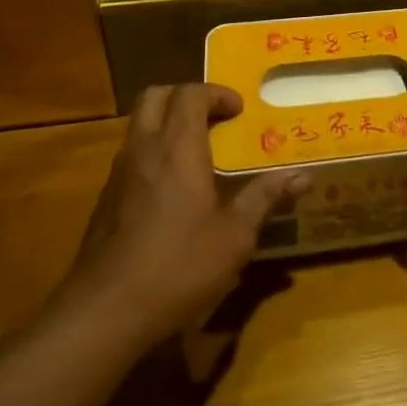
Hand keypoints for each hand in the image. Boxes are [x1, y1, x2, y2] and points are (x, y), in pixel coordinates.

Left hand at [65, 84, 302, 346]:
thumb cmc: (178, 266)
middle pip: (155, 96)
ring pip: (139, 125)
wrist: (104, 312)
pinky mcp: (105, 200)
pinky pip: (131, 155)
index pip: (190, 94)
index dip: (217, 93)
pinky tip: (173, 190)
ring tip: (199, 151)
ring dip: (167, 123)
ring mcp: (118, 174)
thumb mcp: (234, 236)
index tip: (240, 110)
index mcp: (177, 149)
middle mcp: (144, 150)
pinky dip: (154, 152)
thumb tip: (302, 176)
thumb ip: (264, 198)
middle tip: (215, 118)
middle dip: (187, 96)